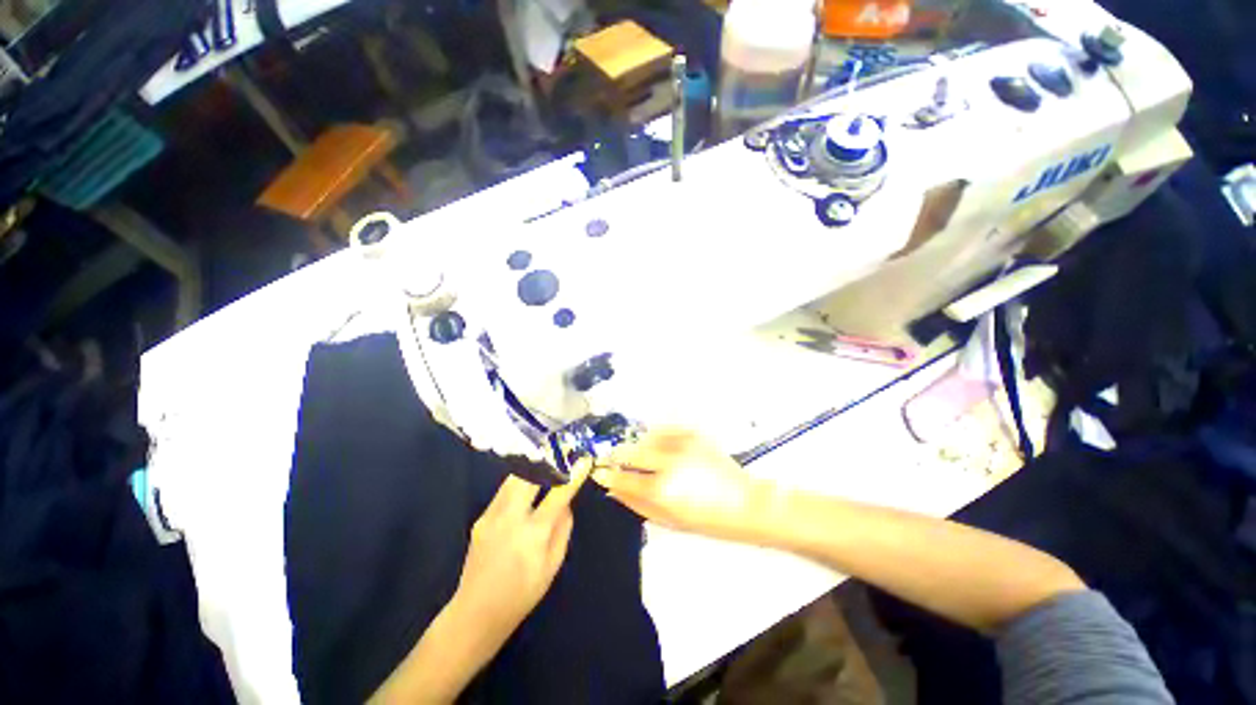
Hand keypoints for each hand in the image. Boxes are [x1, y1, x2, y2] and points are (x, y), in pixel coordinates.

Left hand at [451, 463, 588, 646]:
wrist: (475, 614)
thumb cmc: (522, 595)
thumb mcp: (552, 566)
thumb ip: (563, 530)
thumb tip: (566, 503)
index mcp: (532, 534)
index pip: (558, 494)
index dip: (573, 475)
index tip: (584, 460)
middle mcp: (509, 518)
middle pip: (529, 475)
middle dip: (547, 461)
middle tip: (561, 454)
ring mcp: (491, 516)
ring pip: (514, 478)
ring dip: (532, 468)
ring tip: (546, 462)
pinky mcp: (480, 518)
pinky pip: (504, 491)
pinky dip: (519, 483)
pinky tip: (527, 486)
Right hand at [593, 428, 775, 542]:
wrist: (746, 503)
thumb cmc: (708, 520)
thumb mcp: (669, 520)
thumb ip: (636, 503)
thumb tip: (612, 490)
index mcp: (662, 489)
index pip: (623, 477)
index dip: (607, 474)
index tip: (599, 472)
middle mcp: (668, 461)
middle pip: (630, 450)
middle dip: (616, 455)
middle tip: (612, 459)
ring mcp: (681, 443)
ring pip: (645, 436)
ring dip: (637, 445)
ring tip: (639, 454)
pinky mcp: (692, 433)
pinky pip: (663, 429)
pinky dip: (655, 436)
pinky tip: (657, 445)